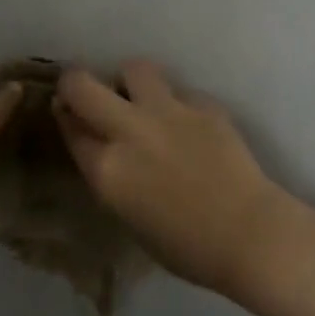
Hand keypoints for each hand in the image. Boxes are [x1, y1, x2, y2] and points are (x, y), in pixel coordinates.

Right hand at [54, 60, 290, 296]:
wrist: (249, 235)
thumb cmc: (186, 247)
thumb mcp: (129, 217)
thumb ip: (110, 177)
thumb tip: (104, 150)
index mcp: (106, 170)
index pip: (70, 127)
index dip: (65, 117)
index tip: (68, 114)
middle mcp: (129, 131)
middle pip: (82, 85)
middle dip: (75, 83)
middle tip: (85, 92)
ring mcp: (167, 112)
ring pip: (134, 68)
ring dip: (130, 82)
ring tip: (141, 98)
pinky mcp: (203, 105)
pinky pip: (180, 92)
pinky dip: (178, 104)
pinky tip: (190, 125)